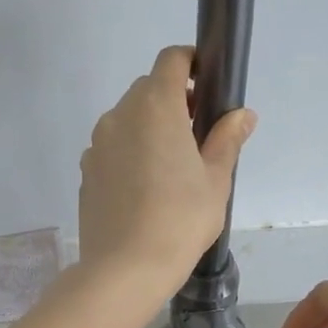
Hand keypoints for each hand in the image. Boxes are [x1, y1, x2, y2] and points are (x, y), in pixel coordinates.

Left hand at [77, 46, 255, 300]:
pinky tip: (144, 189)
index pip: (171, 60)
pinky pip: (112, 147)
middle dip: (174, 100)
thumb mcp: (216, 180)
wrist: (124, 268)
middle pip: (148, 88)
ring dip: (149, 127)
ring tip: (170, 168)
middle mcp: (120, 115)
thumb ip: (227, 139)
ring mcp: (97, 143)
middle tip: (197, 136)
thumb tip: (242, 115)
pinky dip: (129, 152)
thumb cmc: (180, 219)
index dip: (192, 63)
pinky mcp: (86, 170)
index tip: (207, 87)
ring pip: (127, 119)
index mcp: (156, 107)